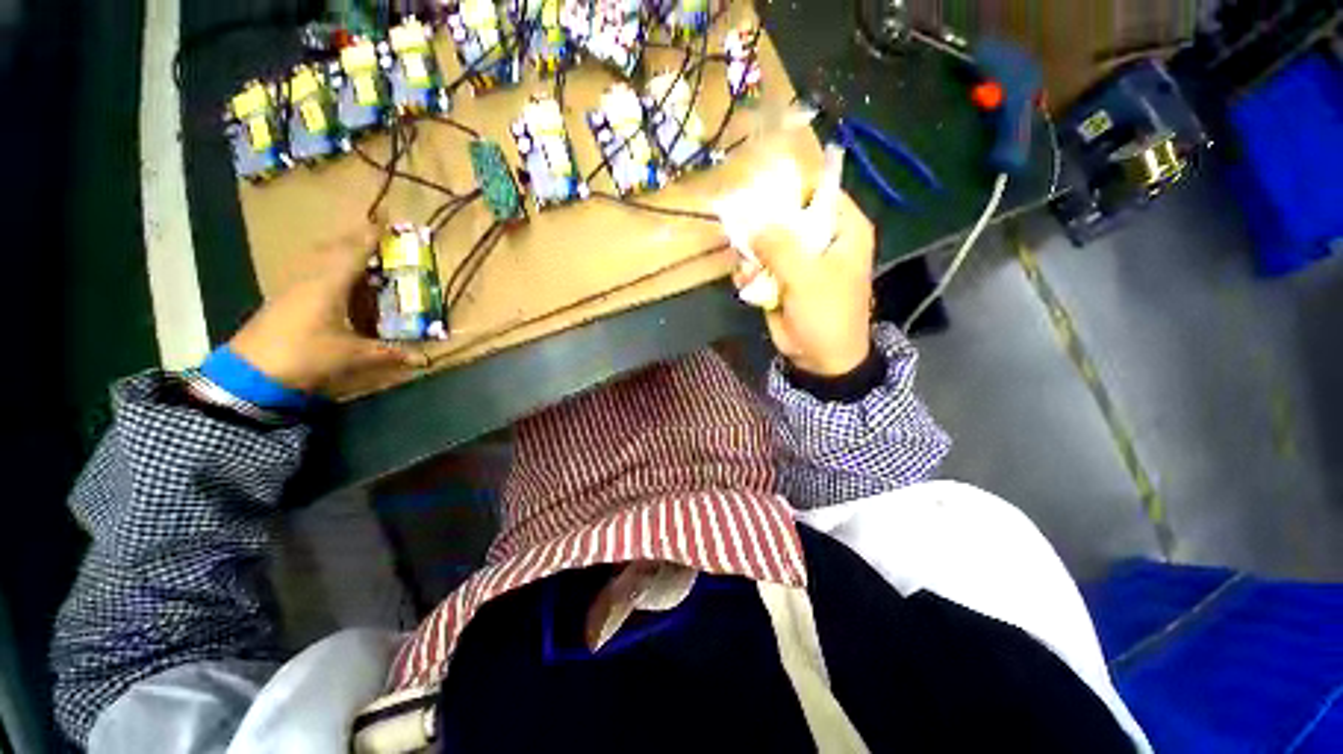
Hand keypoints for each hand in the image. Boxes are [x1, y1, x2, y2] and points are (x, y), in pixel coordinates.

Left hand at [228, 223, 429, 394]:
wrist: (249, 372)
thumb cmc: (304, 354)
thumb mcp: (351, 355)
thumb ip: (388, 353)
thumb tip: (424, 359)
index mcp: (329, 284)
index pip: (354, 252)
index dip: (371, 235)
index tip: (385, 217)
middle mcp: (311, 278)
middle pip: (334, 249)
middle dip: (356, 238)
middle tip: (377, 233)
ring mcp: (295, 288)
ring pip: (320, 258)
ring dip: (340, 250)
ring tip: (360, 251)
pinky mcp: (286, 299)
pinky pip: (313, 272)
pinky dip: (329, 267)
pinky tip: (336, 279)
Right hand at [733, 193, 874, 375]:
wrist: (820, 358)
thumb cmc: (826, 313)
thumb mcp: (806, 277)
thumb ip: (780, 246)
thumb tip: (753, 224)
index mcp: (843, 229)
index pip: (819, 190)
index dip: (792, 187)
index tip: (761, 190)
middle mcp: (821, 238)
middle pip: (787, 215)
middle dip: (762, 225)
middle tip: (743, 234)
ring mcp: (798, 259)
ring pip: (767, 240)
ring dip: (752, 254)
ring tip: (748, 271)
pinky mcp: (780, 278)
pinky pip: (759, 263)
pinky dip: (749, 271)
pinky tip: (746, 283)